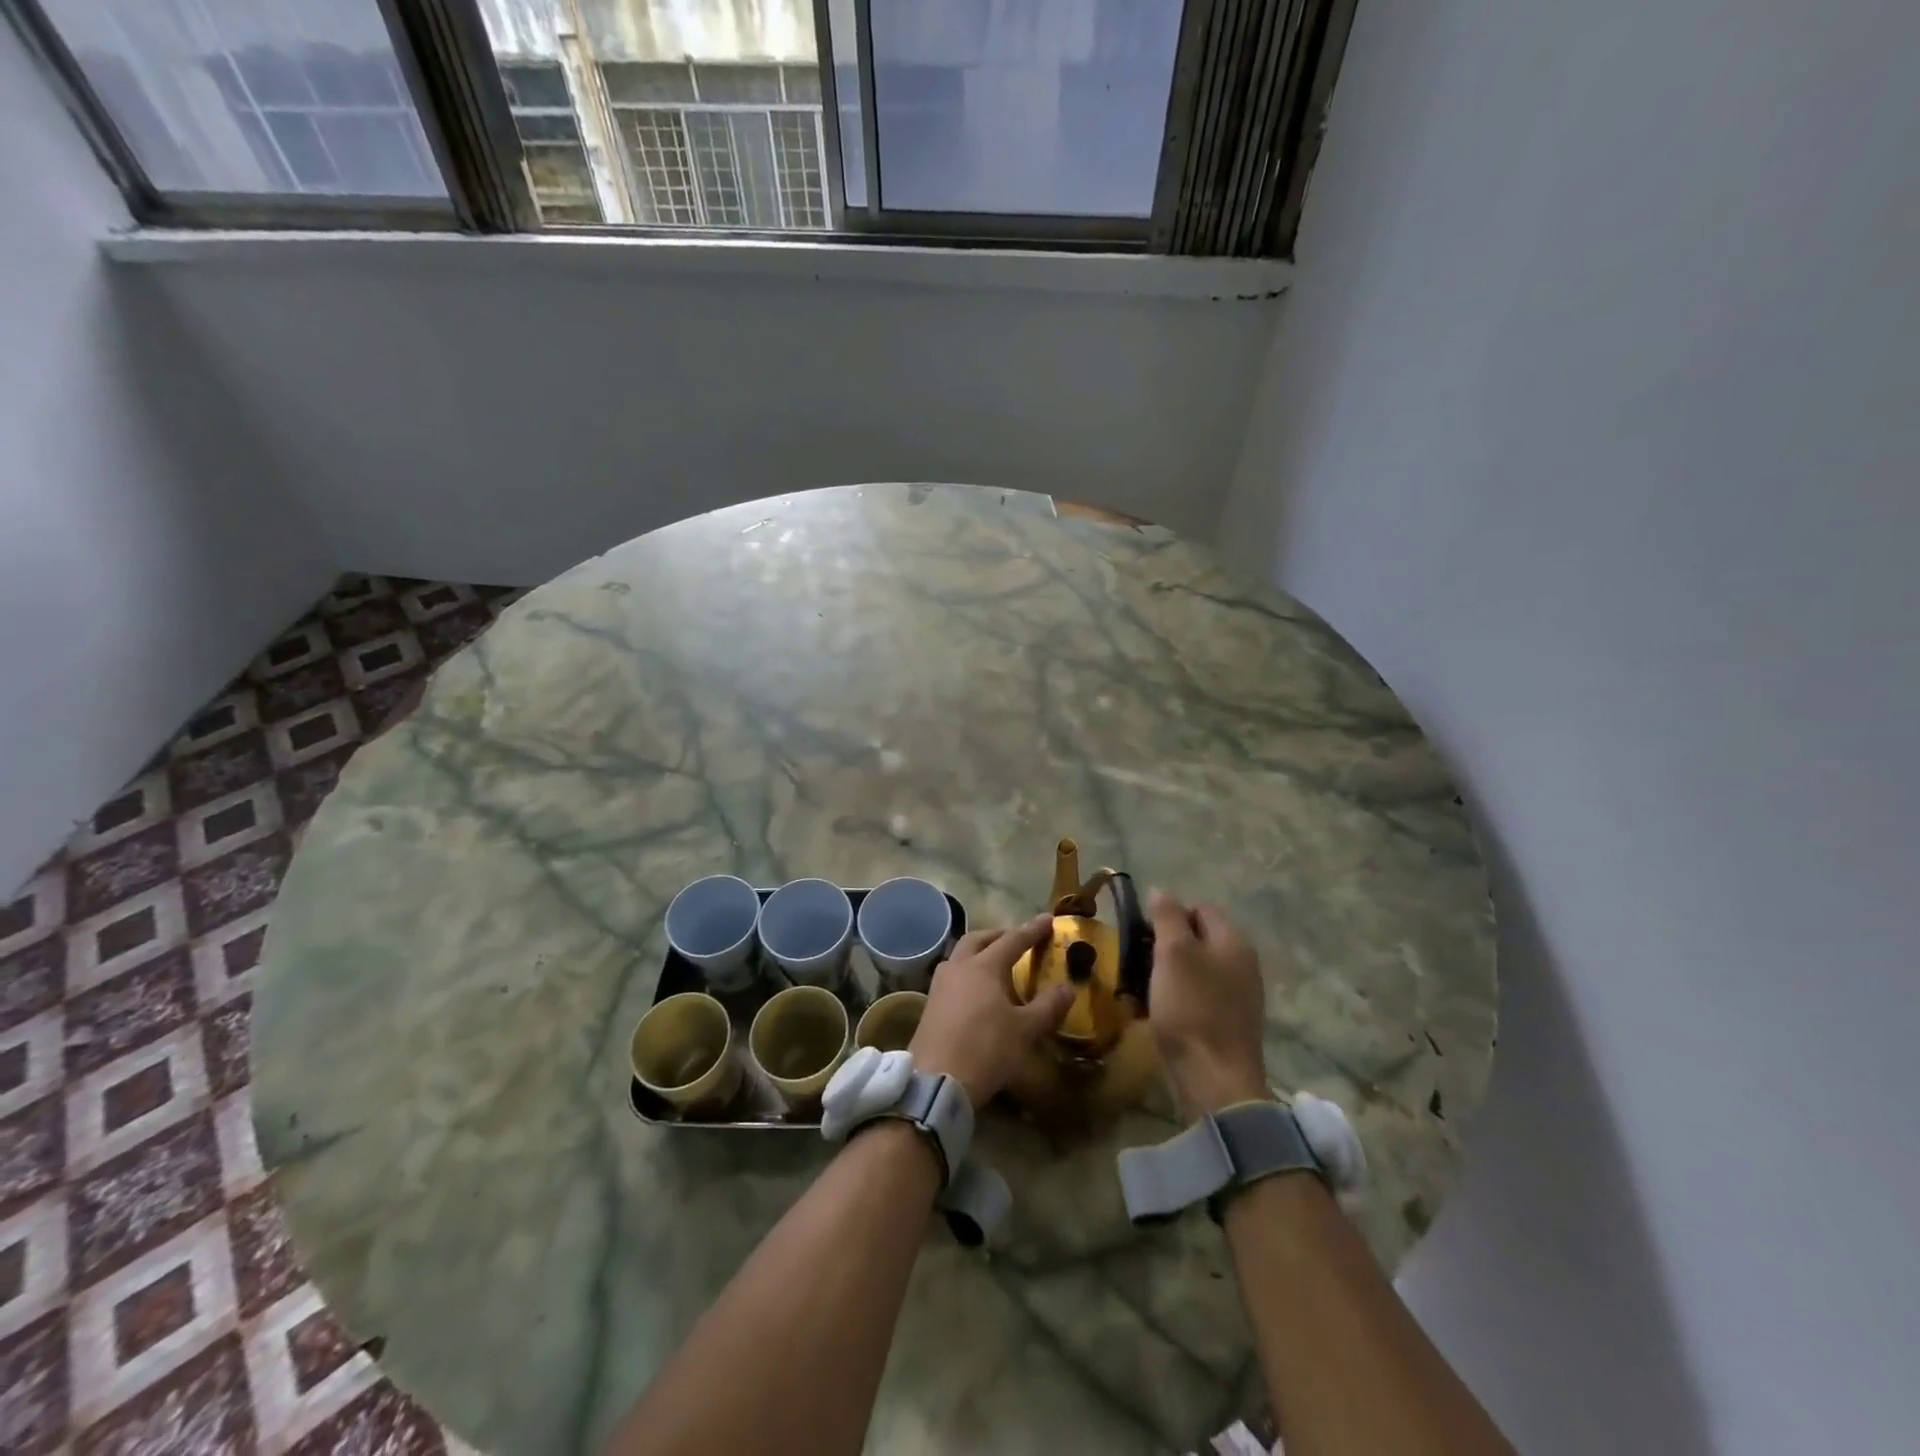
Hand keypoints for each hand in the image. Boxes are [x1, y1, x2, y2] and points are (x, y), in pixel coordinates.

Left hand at [911, 918, 1074, 1106]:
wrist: (937, 1080)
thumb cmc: (986, 1049)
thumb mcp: (1025, 1031)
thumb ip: (1047, 1007)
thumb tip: (1068, 988)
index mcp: (984, 966)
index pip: (1013, 940)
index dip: (1032, 930)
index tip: (1048, 919)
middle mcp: (959, 967)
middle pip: (978, 939)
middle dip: (999, 935)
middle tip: (1016, 938)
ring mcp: (940, 985)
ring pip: (959, 955)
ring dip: (978, 951)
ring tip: (993, 962)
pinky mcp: (930, 1005)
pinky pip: (951, 975)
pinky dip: (966, 971)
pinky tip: (973, 989)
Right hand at [1147, 890, 1271, 1118]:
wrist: (1215, 1080)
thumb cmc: (1190, 1008)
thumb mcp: (1172, 953)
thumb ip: (1167, 917)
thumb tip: (1161, 891)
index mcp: (1233, 941)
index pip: (1200, 908)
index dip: (1169, 915)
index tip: (1142, 934)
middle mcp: (1242, 963)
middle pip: (1197, 939)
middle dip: (1164, 946)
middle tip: (1136, 961)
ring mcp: (1239, 996)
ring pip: (1195, 970)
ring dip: (1165, 975)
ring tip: (1139, 989)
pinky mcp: (1229, 1024)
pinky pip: (1197, 998)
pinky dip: (1176, 999)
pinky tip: (1155, 1013)